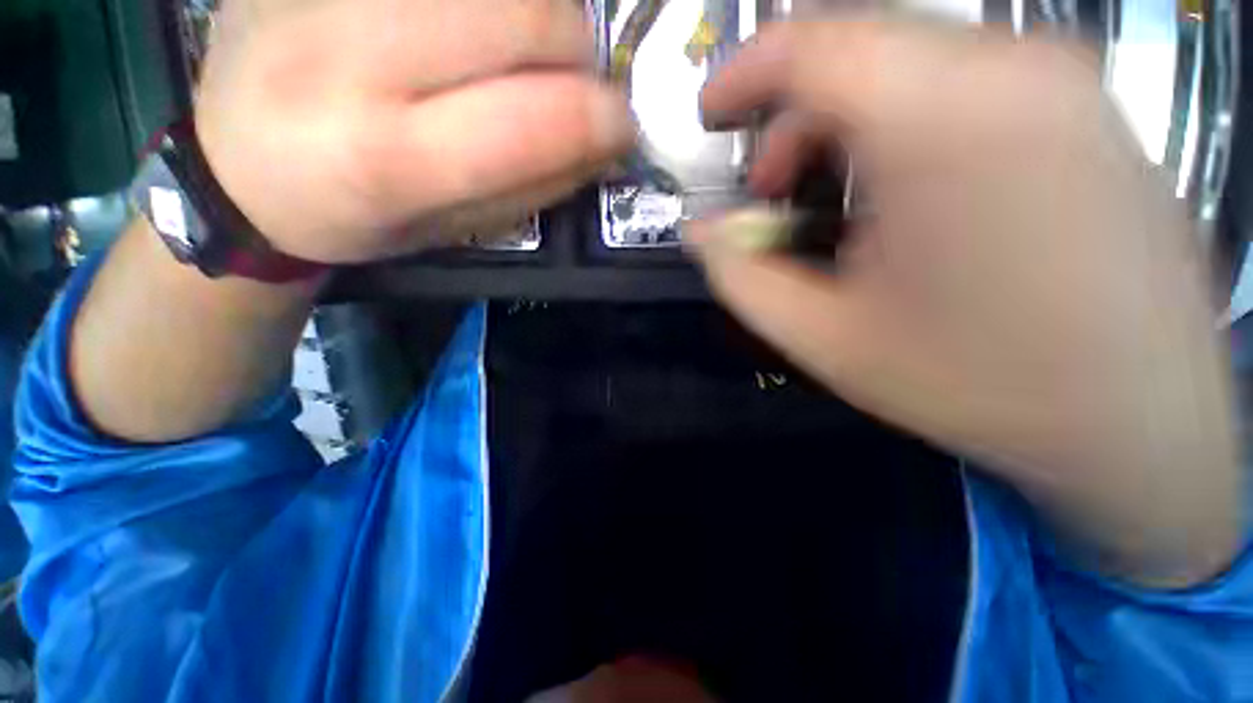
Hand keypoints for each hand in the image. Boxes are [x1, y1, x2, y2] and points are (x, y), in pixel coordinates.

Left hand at [196, 0, 633, 262]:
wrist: (235, 166)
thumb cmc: (355, 218)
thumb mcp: (456, 229)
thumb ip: (536, 186)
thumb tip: (606, 144)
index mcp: (389, 159)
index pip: (536, 119)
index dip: (603, 120)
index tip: (623, 129)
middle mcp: (353, 55)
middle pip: (526, 14)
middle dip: (577, 49)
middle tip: (574, 81)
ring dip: (541, 9)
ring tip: (525, 48)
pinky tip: (479, 22)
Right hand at [691, 21, 1240, 585]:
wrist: (1144, 426)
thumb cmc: (979, 385)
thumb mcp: (823, 337)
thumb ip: (741, 275)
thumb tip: (701, 231)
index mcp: (943, 119)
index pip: (810, 43)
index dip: (741, 73)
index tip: (710, 117)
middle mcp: (1014, 69)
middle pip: (858, 48)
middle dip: (790, 118)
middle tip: (770, 194)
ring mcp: (1064, 83)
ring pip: (909, 64)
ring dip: (843, 125)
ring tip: (830, 207)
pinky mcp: (1087, 113)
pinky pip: (961, 86)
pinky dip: (899, 127)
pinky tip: (899, 202)